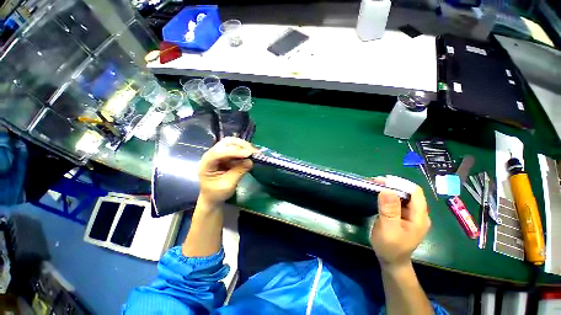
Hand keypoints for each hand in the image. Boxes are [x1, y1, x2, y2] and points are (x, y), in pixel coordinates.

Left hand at [198, 137, 256, 206]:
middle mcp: (211, 155)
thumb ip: (238, 172)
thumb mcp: (228, 185)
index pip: (218, 153)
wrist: (213, 197)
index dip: (233, 151)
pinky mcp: (226, 156)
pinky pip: (235, 148)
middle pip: (224, 143)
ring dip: (243, 146)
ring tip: (254, 151)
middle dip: (239, 145)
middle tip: (253, 151)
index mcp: (206, 164)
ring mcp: (219, 154)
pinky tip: (251, 153)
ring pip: (231, 143)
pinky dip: (244, 149)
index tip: (247, 154)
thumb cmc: (217, 193)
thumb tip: (250, 161)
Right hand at [370, 182, 430, 269]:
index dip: (400, 183)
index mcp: (419, 217)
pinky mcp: (401, 215)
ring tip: (373, 185)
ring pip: (401, 195)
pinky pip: (395, 201)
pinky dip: (386, 195)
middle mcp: (417, 213)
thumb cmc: (390, 247)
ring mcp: (409, 214)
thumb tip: (387, 190)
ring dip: (388, 189)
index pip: (415, 192)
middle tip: (374, 182)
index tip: (382, 180)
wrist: (391, 260)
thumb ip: (389, 211)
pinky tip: (377, 193)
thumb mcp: (389, 229)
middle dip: (392, 184)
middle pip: (408, 192)